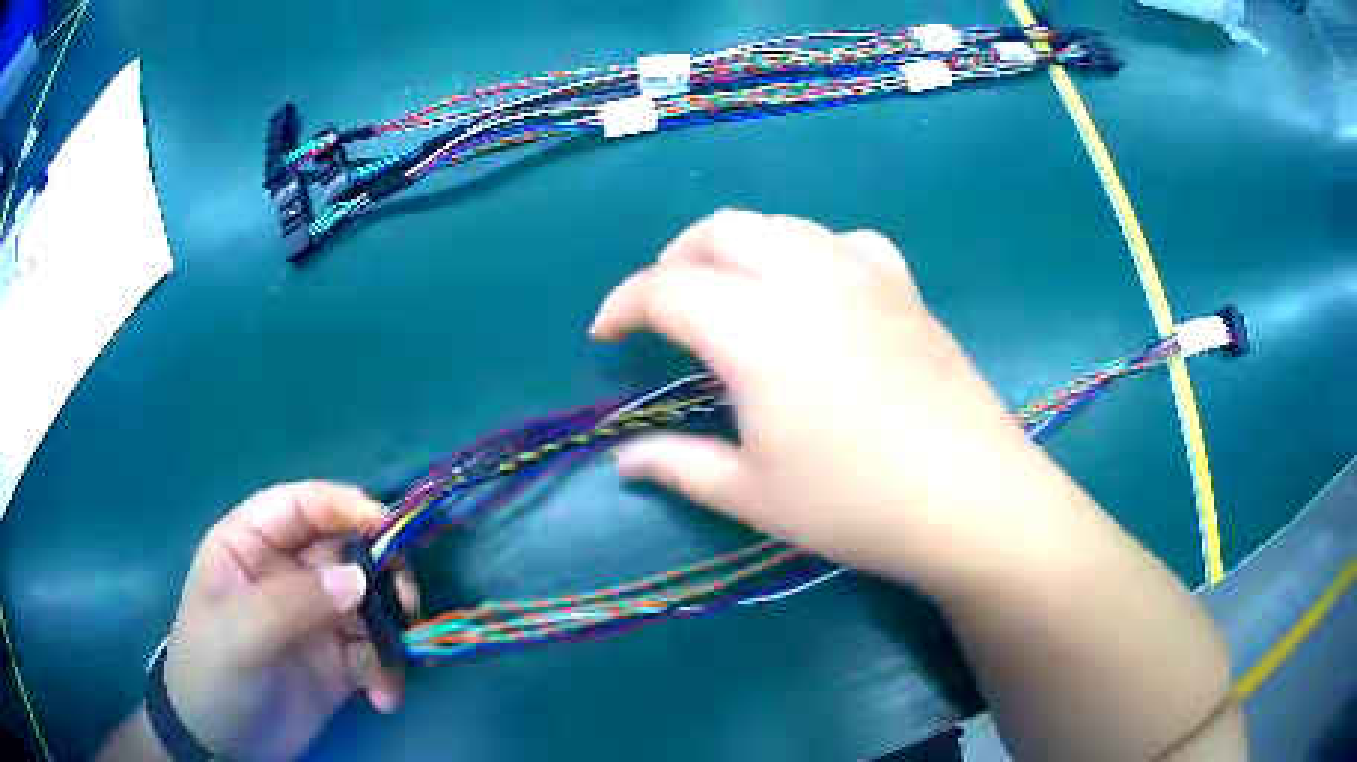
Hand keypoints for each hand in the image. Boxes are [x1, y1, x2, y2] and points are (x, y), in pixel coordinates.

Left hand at [161, 482, 413, 759]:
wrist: (224, 743)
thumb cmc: (212, 672)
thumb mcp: (239, 634)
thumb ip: (293, 602)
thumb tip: (360, 577)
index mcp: (251, 544)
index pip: (301, 505)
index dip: (343, 506)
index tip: (387, 527)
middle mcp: (287, 572)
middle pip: (347, 551)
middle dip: (381, 575)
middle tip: (406, 606)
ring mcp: (315, 617)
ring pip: (370, 602)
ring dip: (391, 629)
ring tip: (394, 666)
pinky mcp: (338, 660)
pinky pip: (376, 652)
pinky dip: (389, 672)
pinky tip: (382, 699)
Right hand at [593, 210, 1089, 596]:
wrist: (971, 499)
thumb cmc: (855, 505)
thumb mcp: (752, 494)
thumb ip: (678, 465)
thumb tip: (622, 458)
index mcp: (755, 328)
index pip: (666, 289)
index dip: (622, 305)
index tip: (604, 335)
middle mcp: (805, 278)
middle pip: (721, 231)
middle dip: (675, 260)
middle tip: (661, 307)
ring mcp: (863, 274)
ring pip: (780, 224)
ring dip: (736, 247)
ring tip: (727, 290)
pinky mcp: (904, 287)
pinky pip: (843, 242)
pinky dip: (809, 251)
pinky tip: (815, 289)